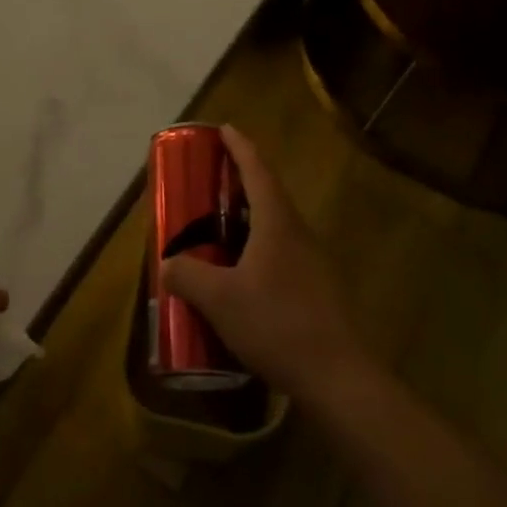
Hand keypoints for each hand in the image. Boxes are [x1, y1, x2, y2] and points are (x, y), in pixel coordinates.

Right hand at [160, 127, 370, 408]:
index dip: (240, 147)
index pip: (258, 171)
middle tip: (212, 178)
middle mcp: (298, 234)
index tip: (224, 128)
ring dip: (249, 217)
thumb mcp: (220, 300)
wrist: (338, 377)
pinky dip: (258, 248)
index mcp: (277, 223)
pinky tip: (241, 274)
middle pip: (269, 194)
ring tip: (219, 226)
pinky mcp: (317, 289)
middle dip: (242, 180)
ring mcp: (313, 262)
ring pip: (276, 226)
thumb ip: (187, 275)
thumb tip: (167, 262)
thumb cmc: (277, 324)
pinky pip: (282, 253)